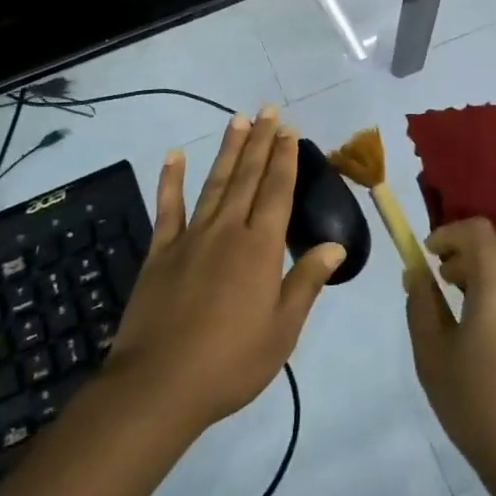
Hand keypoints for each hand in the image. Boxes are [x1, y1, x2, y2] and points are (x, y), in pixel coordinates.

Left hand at [108, 107, 344, 435]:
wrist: (160, 385)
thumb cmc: (231, 362)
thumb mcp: (282, 330)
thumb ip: (307, 282)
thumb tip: (336, 245)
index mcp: (261, 248)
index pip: (278, 191)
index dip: (285, 158)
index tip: (290, 130)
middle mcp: (228, 230)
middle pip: (249, 177)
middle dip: (261, 142)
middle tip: (268, 110)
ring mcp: (191, 237)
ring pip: (215, 182)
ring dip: (228, 150)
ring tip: (238, 120)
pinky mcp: (161, 251)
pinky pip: (168, 207)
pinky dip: (171, 179)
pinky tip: (175, 155)